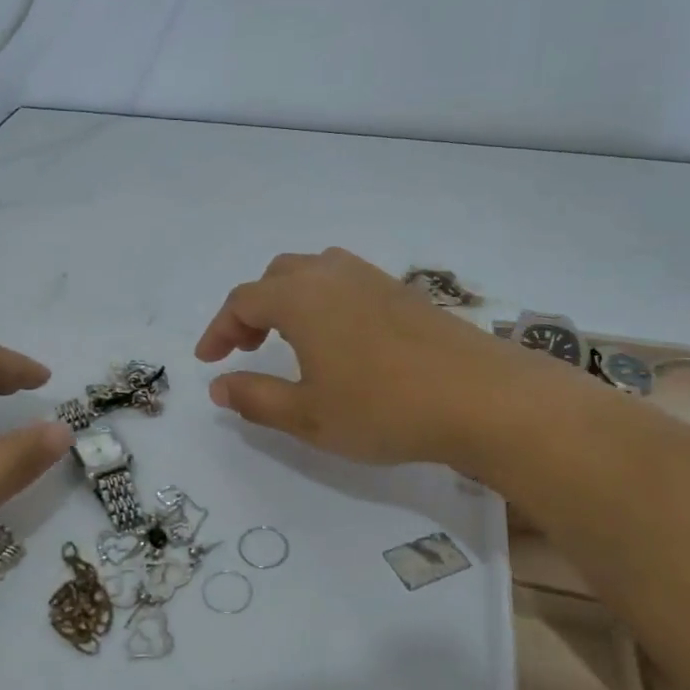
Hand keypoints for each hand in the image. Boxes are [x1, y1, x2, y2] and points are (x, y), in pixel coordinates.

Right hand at [195, 248, 533, 466]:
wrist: (481, 397)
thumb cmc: (383, 409)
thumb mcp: (308, 416)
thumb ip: (255, 398)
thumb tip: (219, 385)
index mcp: (302, 298)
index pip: (243, 301)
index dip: (219, 329)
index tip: (208, 360)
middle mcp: (334, 275)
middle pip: (277, 276)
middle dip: (253, 309)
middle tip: (247, 347)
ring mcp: (374, 279)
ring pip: (315, 272)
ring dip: (290, 299)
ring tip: (290, 339)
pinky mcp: (405, 292)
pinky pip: (347, 282)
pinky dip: (324, 301)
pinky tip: (340, 339)